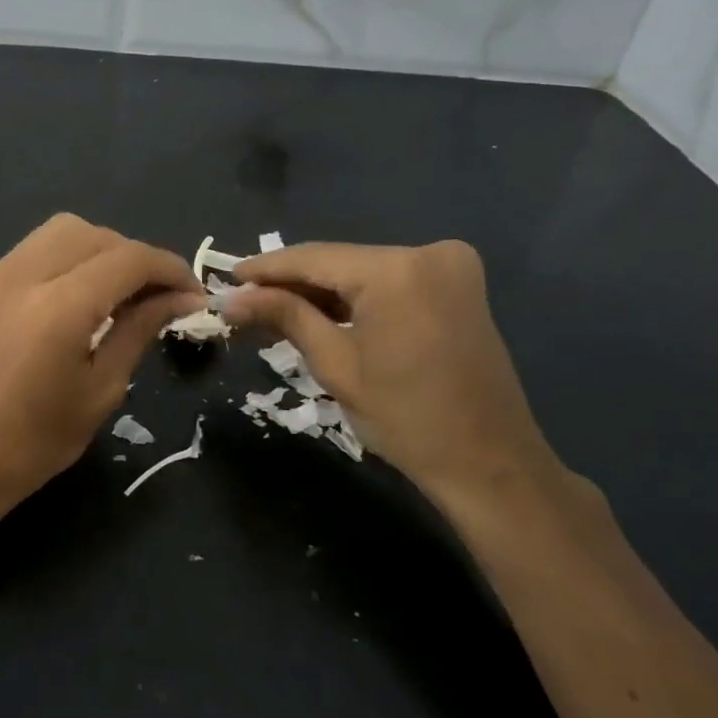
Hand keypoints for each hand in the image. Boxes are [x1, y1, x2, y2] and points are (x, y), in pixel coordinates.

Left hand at [0, 214, 203, 519]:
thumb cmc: (37, 441)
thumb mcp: (102, 388)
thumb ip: (140, 329)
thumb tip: (181, 299)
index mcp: (57, 307)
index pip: (128, 260)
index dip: (170, 269)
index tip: (194, 293)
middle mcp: (22, 275)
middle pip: (95, 235)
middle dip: (136, 257)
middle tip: (161, 295)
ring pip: (63, 231)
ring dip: (102, 250)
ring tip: (124, 291)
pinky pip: (37, 249)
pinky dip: (70, 257)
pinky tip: (84, 293)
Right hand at [224, 240, 591, 534]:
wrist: (490, 464)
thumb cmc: (406, 420)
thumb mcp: (336, 365)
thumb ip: (285, 317)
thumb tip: (231, 299)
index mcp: (397, 271)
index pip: (313, 258)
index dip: (265, 269)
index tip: (227, 278)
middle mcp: (427, 253)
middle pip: (339, 261)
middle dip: (291, 282)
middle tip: (244, 301)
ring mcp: (449, 266)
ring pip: (363, 270)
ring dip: (321, 290)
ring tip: (272, 309)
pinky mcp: (457, 284)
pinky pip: (390, 281)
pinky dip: (355, 297)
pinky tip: (320, 312)